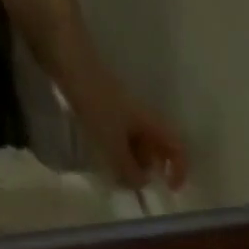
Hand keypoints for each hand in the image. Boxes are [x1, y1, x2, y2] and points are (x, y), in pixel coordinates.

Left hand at [66, 69, 186, 188]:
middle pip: (159, 150)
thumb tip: (140, 183)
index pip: (178, 149)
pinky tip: (104, 154)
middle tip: (131, 179)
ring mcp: (127, 114)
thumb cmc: (97, 103)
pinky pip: (123, 137)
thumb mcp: (114, 145)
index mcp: (152, 125)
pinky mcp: (111, 110)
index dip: (180, 170)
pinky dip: (119, 151)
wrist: (69, 60)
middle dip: (150, 169)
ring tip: (113, 169)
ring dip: (133, 162)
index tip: (169, 188)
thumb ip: (129, 170)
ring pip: (140, 145)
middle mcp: (145, 119)